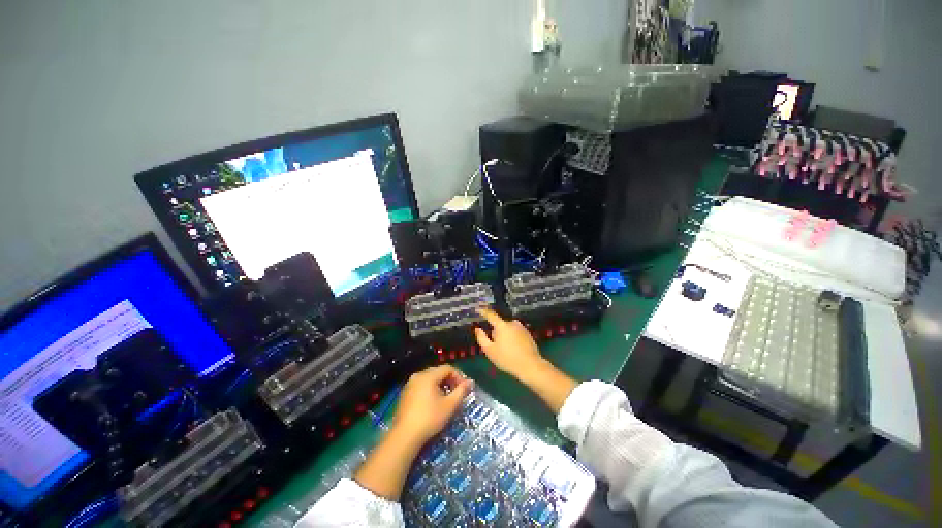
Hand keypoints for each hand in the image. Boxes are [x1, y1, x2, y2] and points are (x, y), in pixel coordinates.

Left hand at [391, 365, 473, 446]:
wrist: (404, 436)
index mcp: (428, 375)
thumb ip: (461, 391)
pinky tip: (433, 403)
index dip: (458, 376)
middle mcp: (418, 375)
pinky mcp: (405, 393)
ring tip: (446, 398)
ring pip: (430, 379)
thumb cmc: (430, 418)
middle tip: (457, 393)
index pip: (447, 368)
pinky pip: (421, 385)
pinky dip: (430, 389)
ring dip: (440, 385)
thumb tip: (471, 381)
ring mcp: (410, 384)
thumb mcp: (449, 405)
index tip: (464, 388)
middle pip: (438, 372)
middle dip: (449, 380)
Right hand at [474, 308, 546, 381]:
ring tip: (505, 349)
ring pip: (508, 328)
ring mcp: (521, 327)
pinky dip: (512, 337)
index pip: (490, 315)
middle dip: (496, 332)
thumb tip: (477, 329)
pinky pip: (515, 332)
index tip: (478, 309)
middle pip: (499, 324)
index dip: (483, 311)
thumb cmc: (507, 359)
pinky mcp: (527, 333)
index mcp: (502, 325)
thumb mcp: (490, 351)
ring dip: (504, 334)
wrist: (530, 366)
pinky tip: (514, 349)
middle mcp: (512, 323)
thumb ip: (481, 338)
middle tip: (496, 346)